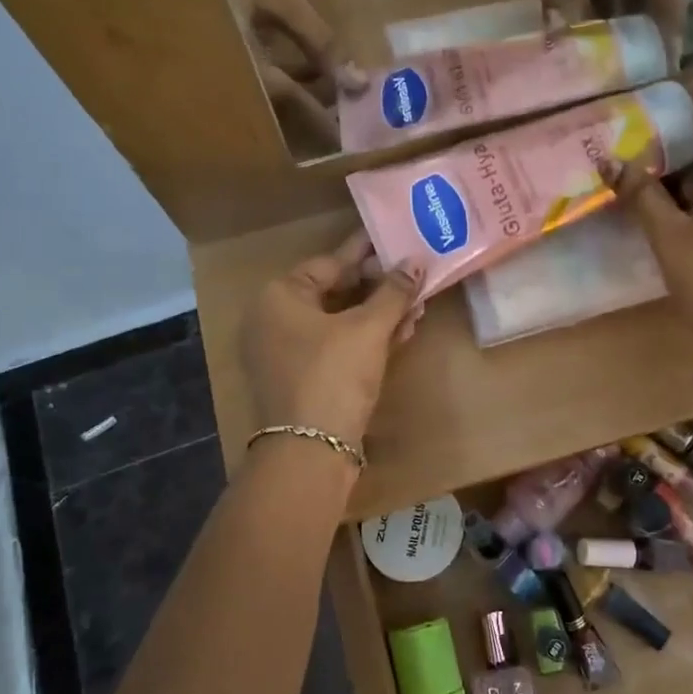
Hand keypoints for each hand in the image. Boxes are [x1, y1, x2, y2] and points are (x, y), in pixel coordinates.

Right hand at [193, 0, 361, 152]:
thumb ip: (319, 41)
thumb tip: (356, 82)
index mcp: (244, 72)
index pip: (296, 109)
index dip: (330, 123)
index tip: (356, 138)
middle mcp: (225, 83)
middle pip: (278, 113)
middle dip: (315, 113)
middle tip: (350, 114)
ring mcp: (212, 70)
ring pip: (264, 96)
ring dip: (298, 94)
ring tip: (335, 90)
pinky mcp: (206, 54)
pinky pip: (249, 78)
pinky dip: (277, 76)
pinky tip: (301, 68)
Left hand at [241, 232, 426, 446]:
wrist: (309, 451)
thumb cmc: (334, 374)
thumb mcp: (368, 328)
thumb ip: (394, 291)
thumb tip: (416, 262)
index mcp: (280, 296)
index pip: (331, 262)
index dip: (369, 254)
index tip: (399, 243)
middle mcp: (275, 319)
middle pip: (335, 291)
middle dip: (379, 287)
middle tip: (415, 277)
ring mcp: (286, 352)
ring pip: (340, 322)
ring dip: (378, 314)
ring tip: (417, 306)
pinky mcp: (302, 378)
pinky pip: (337, 346)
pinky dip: (366, 339)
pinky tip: (401, 333)